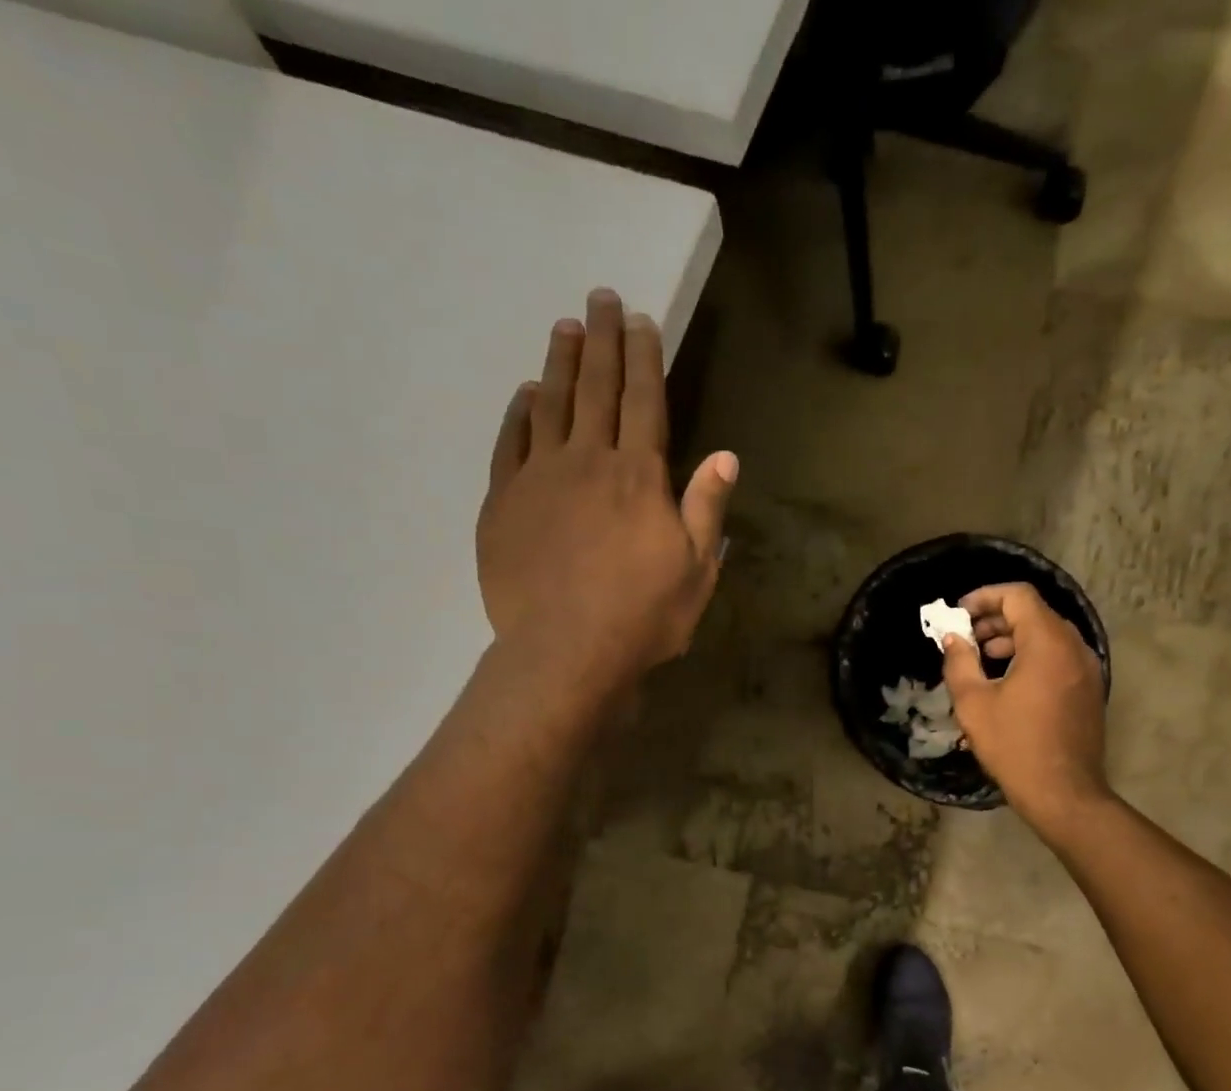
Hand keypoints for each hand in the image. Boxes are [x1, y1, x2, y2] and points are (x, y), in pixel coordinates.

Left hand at [477, 289, 736, 697]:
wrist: (566, 651)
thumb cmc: (642, 617)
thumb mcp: (696, 571)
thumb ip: (707, 509)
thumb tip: (726, 457)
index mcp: (640, 477)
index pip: (644, 401)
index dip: (644, 358)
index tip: (641, 321)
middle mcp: (588, 461)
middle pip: (596, 388)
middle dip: (602, 340)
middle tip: (601, 298)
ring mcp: (540, 478)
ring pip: (550, 404)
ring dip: (559, 363)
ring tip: (564, 328)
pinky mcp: (504, 503)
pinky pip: (511, 443)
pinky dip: (519, 414)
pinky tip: (526, 395)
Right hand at [940, 582, 1111, 830]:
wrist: (1063, 793)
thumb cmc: (1014, 746)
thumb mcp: (974, 704)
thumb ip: (959, 662)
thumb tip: (952, 638)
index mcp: (1047, 643)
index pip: (1018, 596)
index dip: (984, 597)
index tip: (958, 614)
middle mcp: (1074, 647)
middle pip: (1034, 613)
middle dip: (995, 619)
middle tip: (965, 638)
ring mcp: (1086, 668)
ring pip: (1047, 635)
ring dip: (1012, 638)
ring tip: (981, 660)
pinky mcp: (1088, 689)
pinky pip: (1058, 656)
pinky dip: (1031, 656)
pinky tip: (1007, 682)